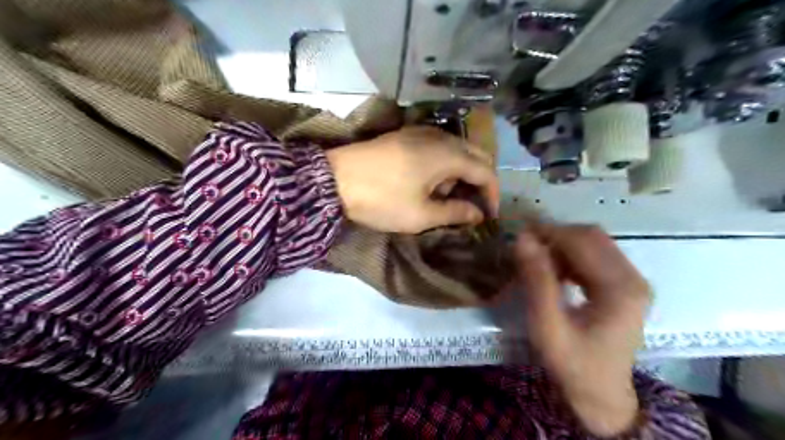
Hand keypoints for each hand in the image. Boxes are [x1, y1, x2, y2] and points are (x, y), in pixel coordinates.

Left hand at [323, 125, 495, 233]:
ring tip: (446, 197)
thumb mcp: (421, 215)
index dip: (492, 194)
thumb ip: (455, 213)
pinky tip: (429, 181)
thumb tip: (477, 213)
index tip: (488, 215)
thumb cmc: (382, 199)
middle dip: (480, 181)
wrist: (334, 179)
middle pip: (475, 155)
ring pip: (456, 149)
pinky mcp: (406, 134)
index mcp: (448, 155)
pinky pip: (438, 146)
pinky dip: (444, 163)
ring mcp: (421, 132)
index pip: (486, 171)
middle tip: (474, 205)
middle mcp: (440, 137)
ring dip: (461, 172)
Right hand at [513, 225, 646, 438]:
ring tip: (535, 259)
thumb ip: (537, 281)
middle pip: (591, 236)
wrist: (600, 395)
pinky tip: (553, 270)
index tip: (518, 236)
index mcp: (621, 288)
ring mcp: (632, 281)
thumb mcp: (547, 326)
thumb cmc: (572, 363)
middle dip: (555, 236)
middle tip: (524, 247)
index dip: (549, 232)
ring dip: (561, 245)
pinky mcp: (624, 286)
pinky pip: (595, 256)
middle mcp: (633, 278)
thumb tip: (522, 239)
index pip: (582, 241)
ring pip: (593, 243)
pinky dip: (570, 256)